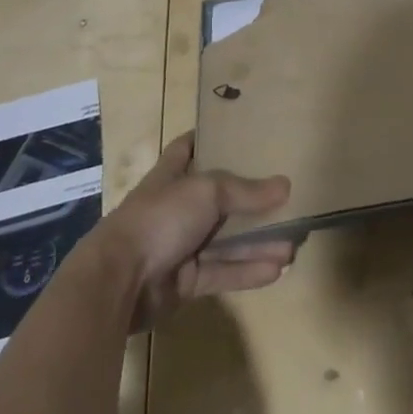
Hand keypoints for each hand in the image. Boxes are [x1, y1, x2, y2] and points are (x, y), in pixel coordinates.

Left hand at [96, 132, 294, 332]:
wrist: (118, 282)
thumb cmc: (160, 218)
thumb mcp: (207, 191)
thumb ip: (246, 191)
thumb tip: (286, 186)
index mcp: (172, 175)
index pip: (189, 147)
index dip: (210, 138)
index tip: (239, 131)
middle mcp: (177, 207)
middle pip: (220, 199)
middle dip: (252, 201)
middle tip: (288, 200)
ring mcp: (180, 245)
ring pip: (226, 240)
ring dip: (258, 242)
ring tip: (294, 244)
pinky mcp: (185, 282)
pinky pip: (222, 272)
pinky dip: (248, 271)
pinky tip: (277, 270)